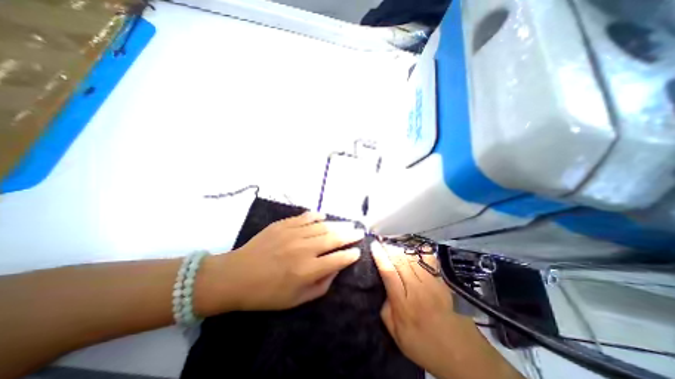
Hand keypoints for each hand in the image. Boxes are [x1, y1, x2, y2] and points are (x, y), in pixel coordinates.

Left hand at [196, 213, 363, 313]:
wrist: (236, 275)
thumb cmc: (266, 293)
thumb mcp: (296, 300)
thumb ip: (321, 286)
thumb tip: (336, 269)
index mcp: (307, 270)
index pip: (338, 259)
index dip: (350, 255)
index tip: (358, 251)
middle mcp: (304, 249)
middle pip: (334, 238)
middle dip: (350, 235)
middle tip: (359, 232)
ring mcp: (293, 233)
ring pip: (322, 226)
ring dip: (337, 225)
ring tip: (347, 224)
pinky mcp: (283, 224)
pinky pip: (305, 217)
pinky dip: (316, 216)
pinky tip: (323, 216)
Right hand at [369, 241, 520, 378]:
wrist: (464, 355)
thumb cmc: (426, 346)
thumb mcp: (397, 336)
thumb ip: (386, 311)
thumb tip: (383, 290)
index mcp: (404, 304)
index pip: (389, 272)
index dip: (380, 256)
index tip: (373, 245)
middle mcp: (418, 290)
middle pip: (400, 261)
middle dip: (388, 248)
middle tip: (381, 242)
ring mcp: (433, 284)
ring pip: (413, 258)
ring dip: (400, 249)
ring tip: (392, 246)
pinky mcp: (443, 281)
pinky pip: (429, 260)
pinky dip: (418, 252)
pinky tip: (412, 250)